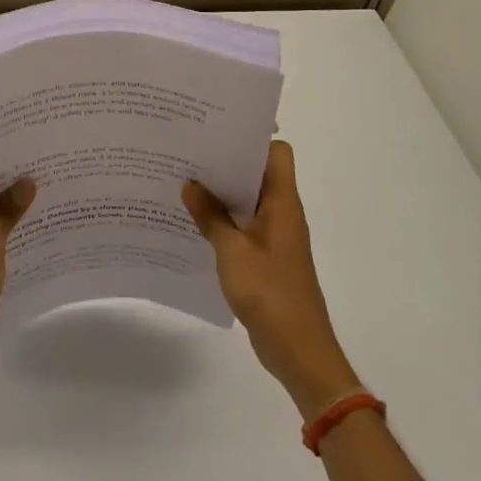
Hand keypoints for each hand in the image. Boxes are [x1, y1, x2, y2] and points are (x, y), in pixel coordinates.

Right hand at [184, 140, 361, 417]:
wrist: (298, 350)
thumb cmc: (270, 293)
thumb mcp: (232, 251)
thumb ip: (210, 216)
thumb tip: (190, 184)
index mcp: (282, 203)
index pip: (277, 153)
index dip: (252, 137)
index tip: (217, 130)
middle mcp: (282, 213)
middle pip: (258, 173)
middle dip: (226, 162)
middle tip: (188, 152)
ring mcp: (275, 236)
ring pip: (248, 200)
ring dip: (221, 193)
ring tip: (183, 181)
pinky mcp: (266, 257)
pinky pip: (243, 226)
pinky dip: (222, 219)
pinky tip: (193, 222)